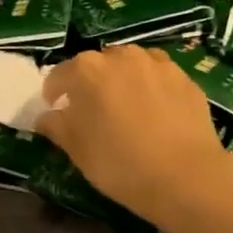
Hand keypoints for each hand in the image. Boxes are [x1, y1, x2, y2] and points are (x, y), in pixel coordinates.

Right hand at [37, 45, 229, 225]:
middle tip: (93, 112)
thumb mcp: (77, 150)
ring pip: (131, 66)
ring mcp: (157, 64)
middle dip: (91, 84)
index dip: (54, 94)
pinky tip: (156, 113)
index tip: (56, 111)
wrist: (184, 176)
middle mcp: (121, 56)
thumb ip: (56, 126)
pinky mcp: (185, 78)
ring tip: (127, 108)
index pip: (59, 76)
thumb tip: (46, 116)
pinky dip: (151, 88)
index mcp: (86, 70)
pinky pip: (158, 77)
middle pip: (97, 65)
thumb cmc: (118, 163)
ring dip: (123, 81)